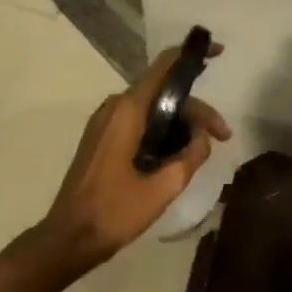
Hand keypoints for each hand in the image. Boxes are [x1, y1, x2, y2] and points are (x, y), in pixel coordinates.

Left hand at [36, 41, 231, 274]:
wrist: (68, 239)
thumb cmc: (114, 212)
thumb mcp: (163, 187)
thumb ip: (191, 155)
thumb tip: (204, 135)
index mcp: (128, 110)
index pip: (164, 66)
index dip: (192, 55)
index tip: (218, 53)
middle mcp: (115, 106)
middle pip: (164, 92)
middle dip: (196, 110)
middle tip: (223, 137)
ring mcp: (106, 121)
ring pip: (153, 108)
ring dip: (181, 123)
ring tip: (203, 150)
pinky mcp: (102, 137)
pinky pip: (139, 120)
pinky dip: (163, 130)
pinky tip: (177, 154)